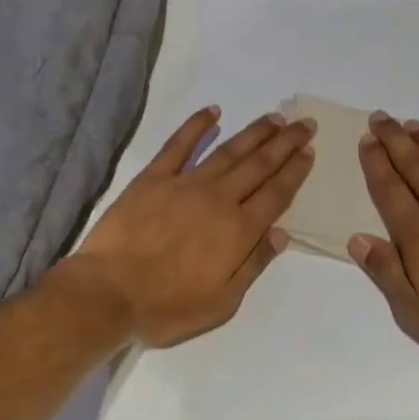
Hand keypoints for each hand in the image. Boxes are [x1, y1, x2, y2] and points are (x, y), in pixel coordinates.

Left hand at [66, 106, 315, 347]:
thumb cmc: (168, 307)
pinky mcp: (153, 179)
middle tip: (304, 123)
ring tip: (274, 118)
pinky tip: (213, 112)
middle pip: (259, 165)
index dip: (295, 171)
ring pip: (228, 151)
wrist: (109, 294)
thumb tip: (281, 234)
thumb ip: (253, 265)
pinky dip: (197, 126)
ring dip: (254, 133)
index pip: (276, 194)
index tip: (309, 151)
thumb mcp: (223, 303)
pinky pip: (179, 145)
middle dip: (285, 143)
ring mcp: (184, 184)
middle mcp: (218, 199)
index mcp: (238, 231)